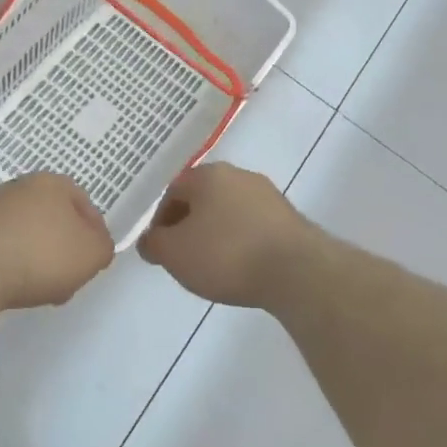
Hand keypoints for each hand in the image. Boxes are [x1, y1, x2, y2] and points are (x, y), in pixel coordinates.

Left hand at [0, 172, 113, 309]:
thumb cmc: (42, 254)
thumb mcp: (93, 254)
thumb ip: (103, 247)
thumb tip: (95, 246)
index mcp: (53, 182)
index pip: (86, 205)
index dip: (95, 235)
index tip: (93, 261)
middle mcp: (21, 187)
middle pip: (55, 220)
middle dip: (65, 249)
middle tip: (70, 278)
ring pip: (29, 235)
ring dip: (39, 260)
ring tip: (43, 290)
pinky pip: (4, 248)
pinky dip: (13, 265)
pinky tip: (15, 287)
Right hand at [137, 163, 315, 308]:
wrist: (296, 272)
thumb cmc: (226, 254)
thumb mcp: (174, 253)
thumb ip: (154, 243)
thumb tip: (150, 240)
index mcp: (208, 175)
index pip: (173, 191)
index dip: (160, 221)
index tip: (159, 249)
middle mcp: (240, 175)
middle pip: (203, 199)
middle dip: (189, 226)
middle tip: (183, 257)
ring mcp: (269, 196)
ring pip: (229, 213)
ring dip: (216, 235)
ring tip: (213, 267)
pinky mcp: (291, 219)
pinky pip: (253, 227)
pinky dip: (241, 243)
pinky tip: (242, 268)